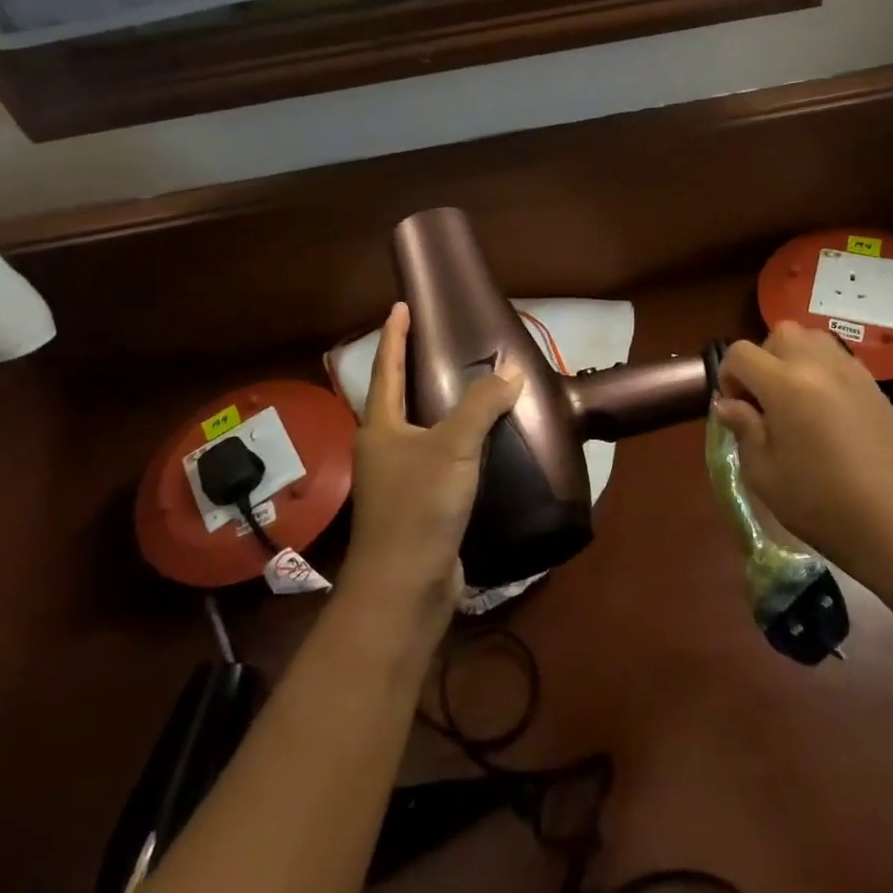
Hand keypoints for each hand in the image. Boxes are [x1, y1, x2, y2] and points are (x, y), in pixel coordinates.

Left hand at [343, 303, 523, 627]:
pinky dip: (456, 442)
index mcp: (380, 428)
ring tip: (468, 386)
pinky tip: (481, 443)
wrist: (405, 587)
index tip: (400, 306)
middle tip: (441, 341)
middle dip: (414, 368)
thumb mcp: (454, 447)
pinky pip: (439, 460)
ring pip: (420, 431)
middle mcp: (383, 449)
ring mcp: (398, 480)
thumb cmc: (419, 506)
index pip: (385, 368)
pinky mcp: (419, 505)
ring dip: (438, 407)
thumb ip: (482, 406)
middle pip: (397, 398)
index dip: (393, 335)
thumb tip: (512, 371)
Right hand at [715, 322, 892, 578]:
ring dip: (795, 357)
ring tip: (795, 397)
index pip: (741, 353)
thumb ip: (743, 429)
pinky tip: (826, 410)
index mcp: (785, 385)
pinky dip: (823, 370)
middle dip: (763, 358)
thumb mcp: (764, 473)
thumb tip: (728, 404)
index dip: (729, 376)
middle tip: (765, 399)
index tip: (736, 408)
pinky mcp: (875, 386)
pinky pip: (840, 360)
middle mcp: (819, 366)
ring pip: (813, 338)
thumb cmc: (819, 502)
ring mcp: (852, 372)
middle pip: (780, 334)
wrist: (892, 521)